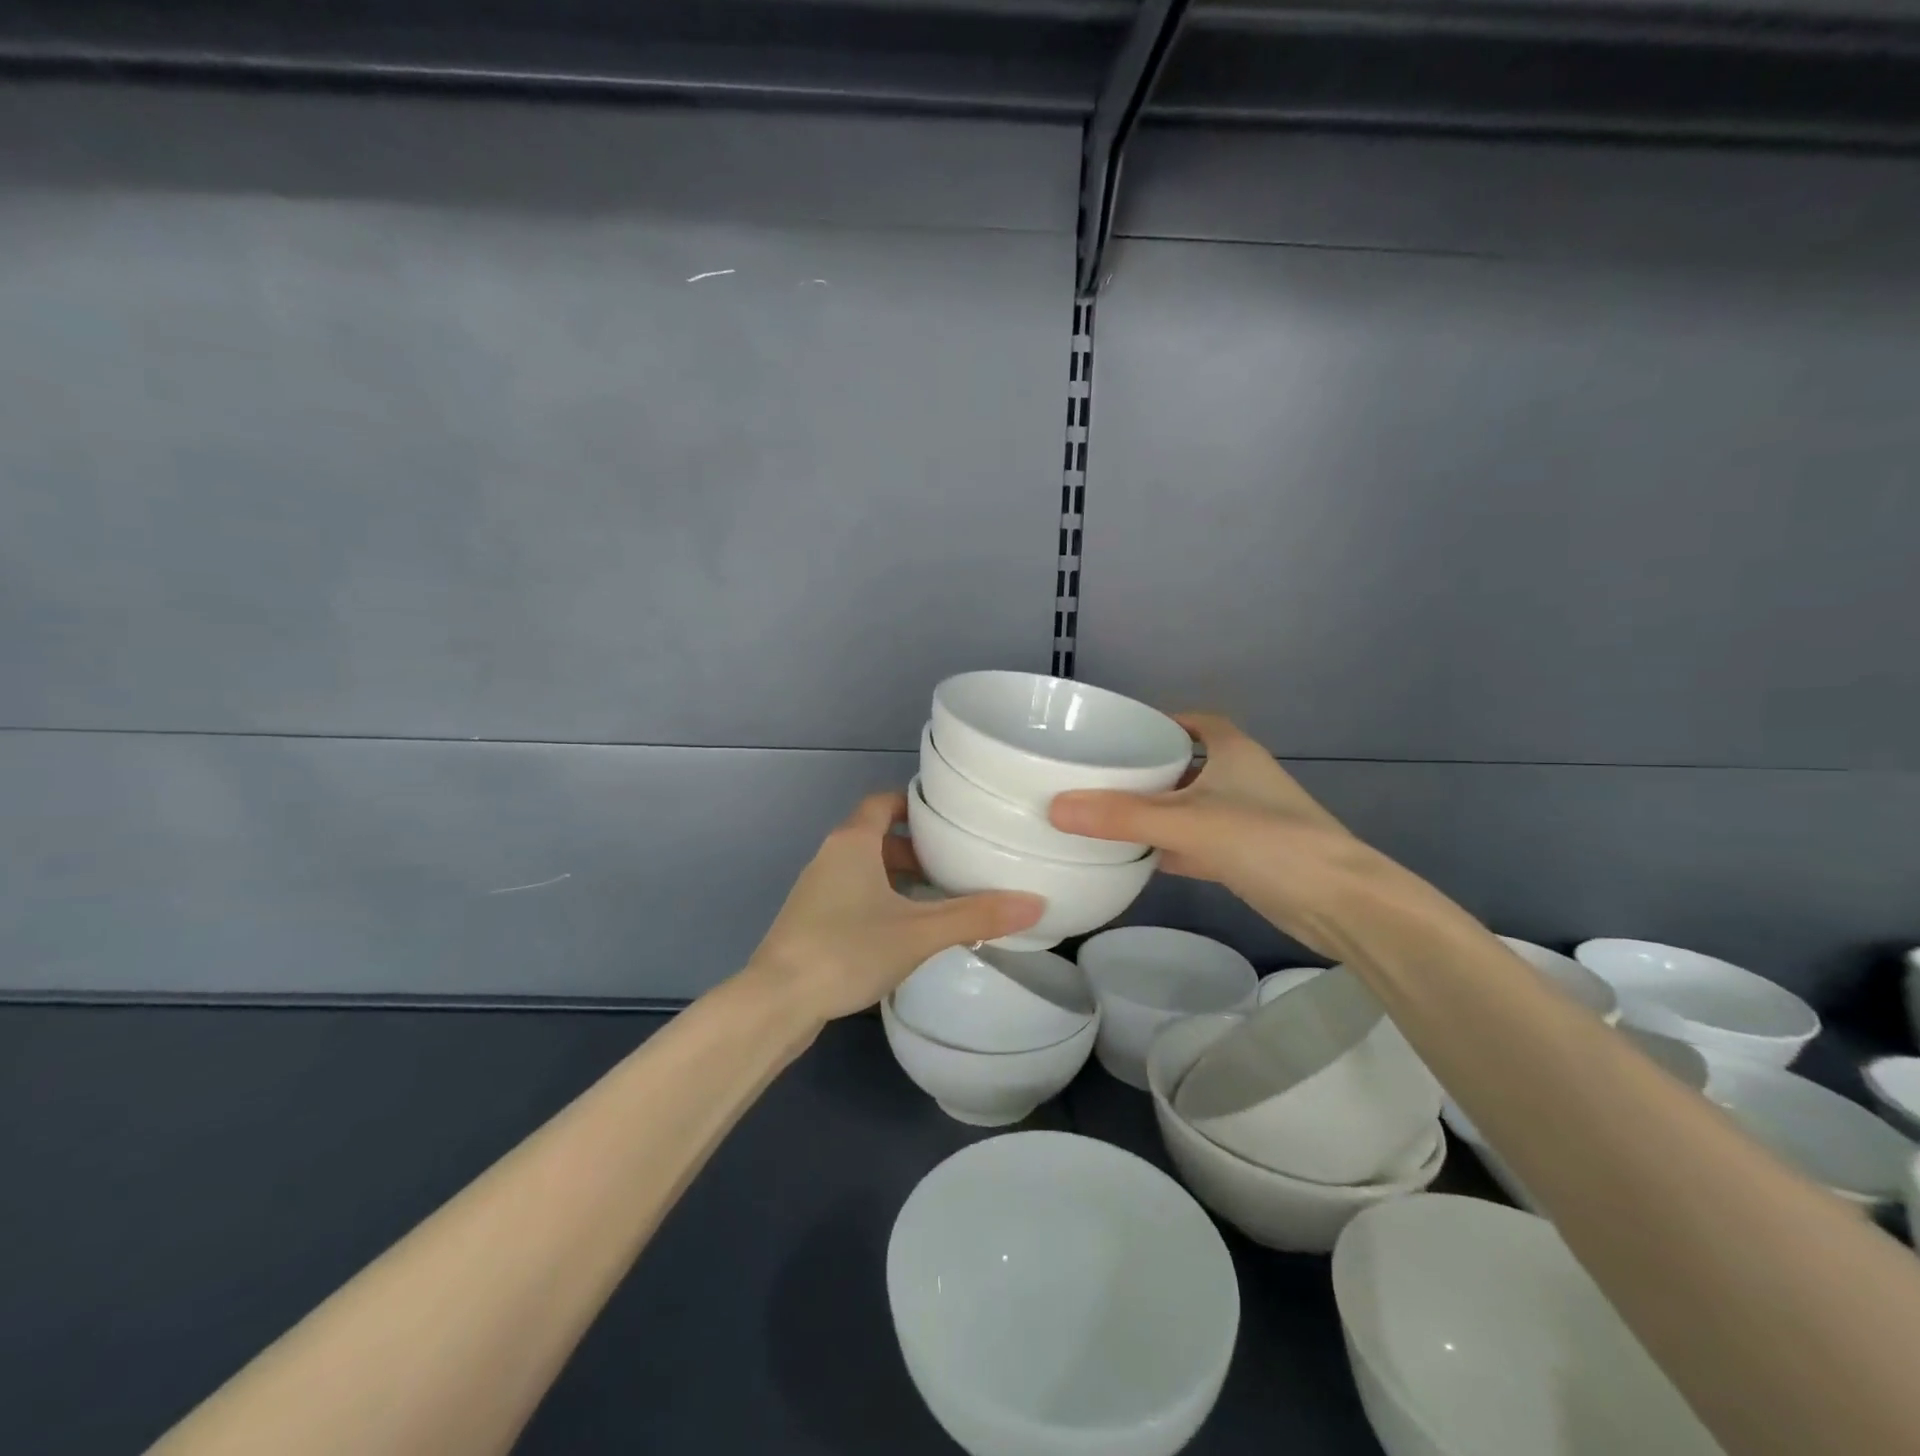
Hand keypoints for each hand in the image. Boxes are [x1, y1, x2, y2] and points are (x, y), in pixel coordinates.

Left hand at [747, 791, 1043, 1023]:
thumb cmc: (848, 949)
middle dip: (915, 847)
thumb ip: (976, 916)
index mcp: (852, 842)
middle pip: (876, 836)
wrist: (777, 1002)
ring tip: (937, 898)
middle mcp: (830, 856)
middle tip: (954, 862)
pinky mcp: (810, 922)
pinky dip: (880, 900)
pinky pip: (853, 895)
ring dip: (898, 877)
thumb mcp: (919, 931)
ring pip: (864, 869)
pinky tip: (903, 932)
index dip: (914, 803)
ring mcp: (815, 891)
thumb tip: (1036, 904)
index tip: (948, 816)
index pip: (884, 801)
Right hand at [1048, 714, 1391, 957]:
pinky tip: (1137, 858)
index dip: (1161, 722)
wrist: (1339, 904)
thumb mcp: (1188, 823)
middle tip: (1098, 776)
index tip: (1120, 733)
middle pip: (1186, 765)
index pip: (1194, 722)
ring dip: (1156, 811)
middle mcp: (1240, 779)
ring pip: (1190, 807)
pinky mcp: (1247, 857)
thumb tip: (1055, 807)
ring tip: (1105, 814)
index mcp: (1232, 751)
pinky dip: (1170, 847)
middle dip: (1147, 770)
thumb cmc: (1268, 841)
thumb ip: (1122, 816)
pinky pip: (1196, 843)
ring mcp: (1245, 819)